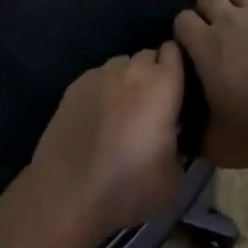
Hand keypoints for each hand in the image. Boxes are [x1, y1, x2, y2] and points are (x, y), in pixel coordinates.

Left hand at [28, 44, 185, 242]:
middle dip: (152, 74)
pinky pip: (97, 79)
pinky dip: (102, 91)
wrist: (67, 195)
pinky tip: (96, 119)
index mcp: (162, 85)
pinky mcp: (74, 86)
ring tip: (122, 112)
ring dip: (126, 81)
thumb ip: (179, 143)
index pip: (175, 52)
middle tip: (151, 107)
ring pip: (121, 66)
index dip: (176, 68)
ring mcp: (99, 75)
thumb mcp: (173, 177)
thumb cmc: (129, 186)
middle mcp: (131, 70)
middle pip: (147, 57)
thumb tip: (174, 136)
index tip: (177, 90)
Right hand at [172, 0, 247, 168]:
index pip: (182, 20)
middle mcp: (227, 20)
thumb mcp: (218, 144)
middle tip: (215, 25)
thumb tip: (183, 139)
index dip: (184, 29)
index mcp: (204, 47)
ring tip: (239, 7)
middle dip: (206, 6)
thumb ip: (196, 137)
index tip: (190, 43)